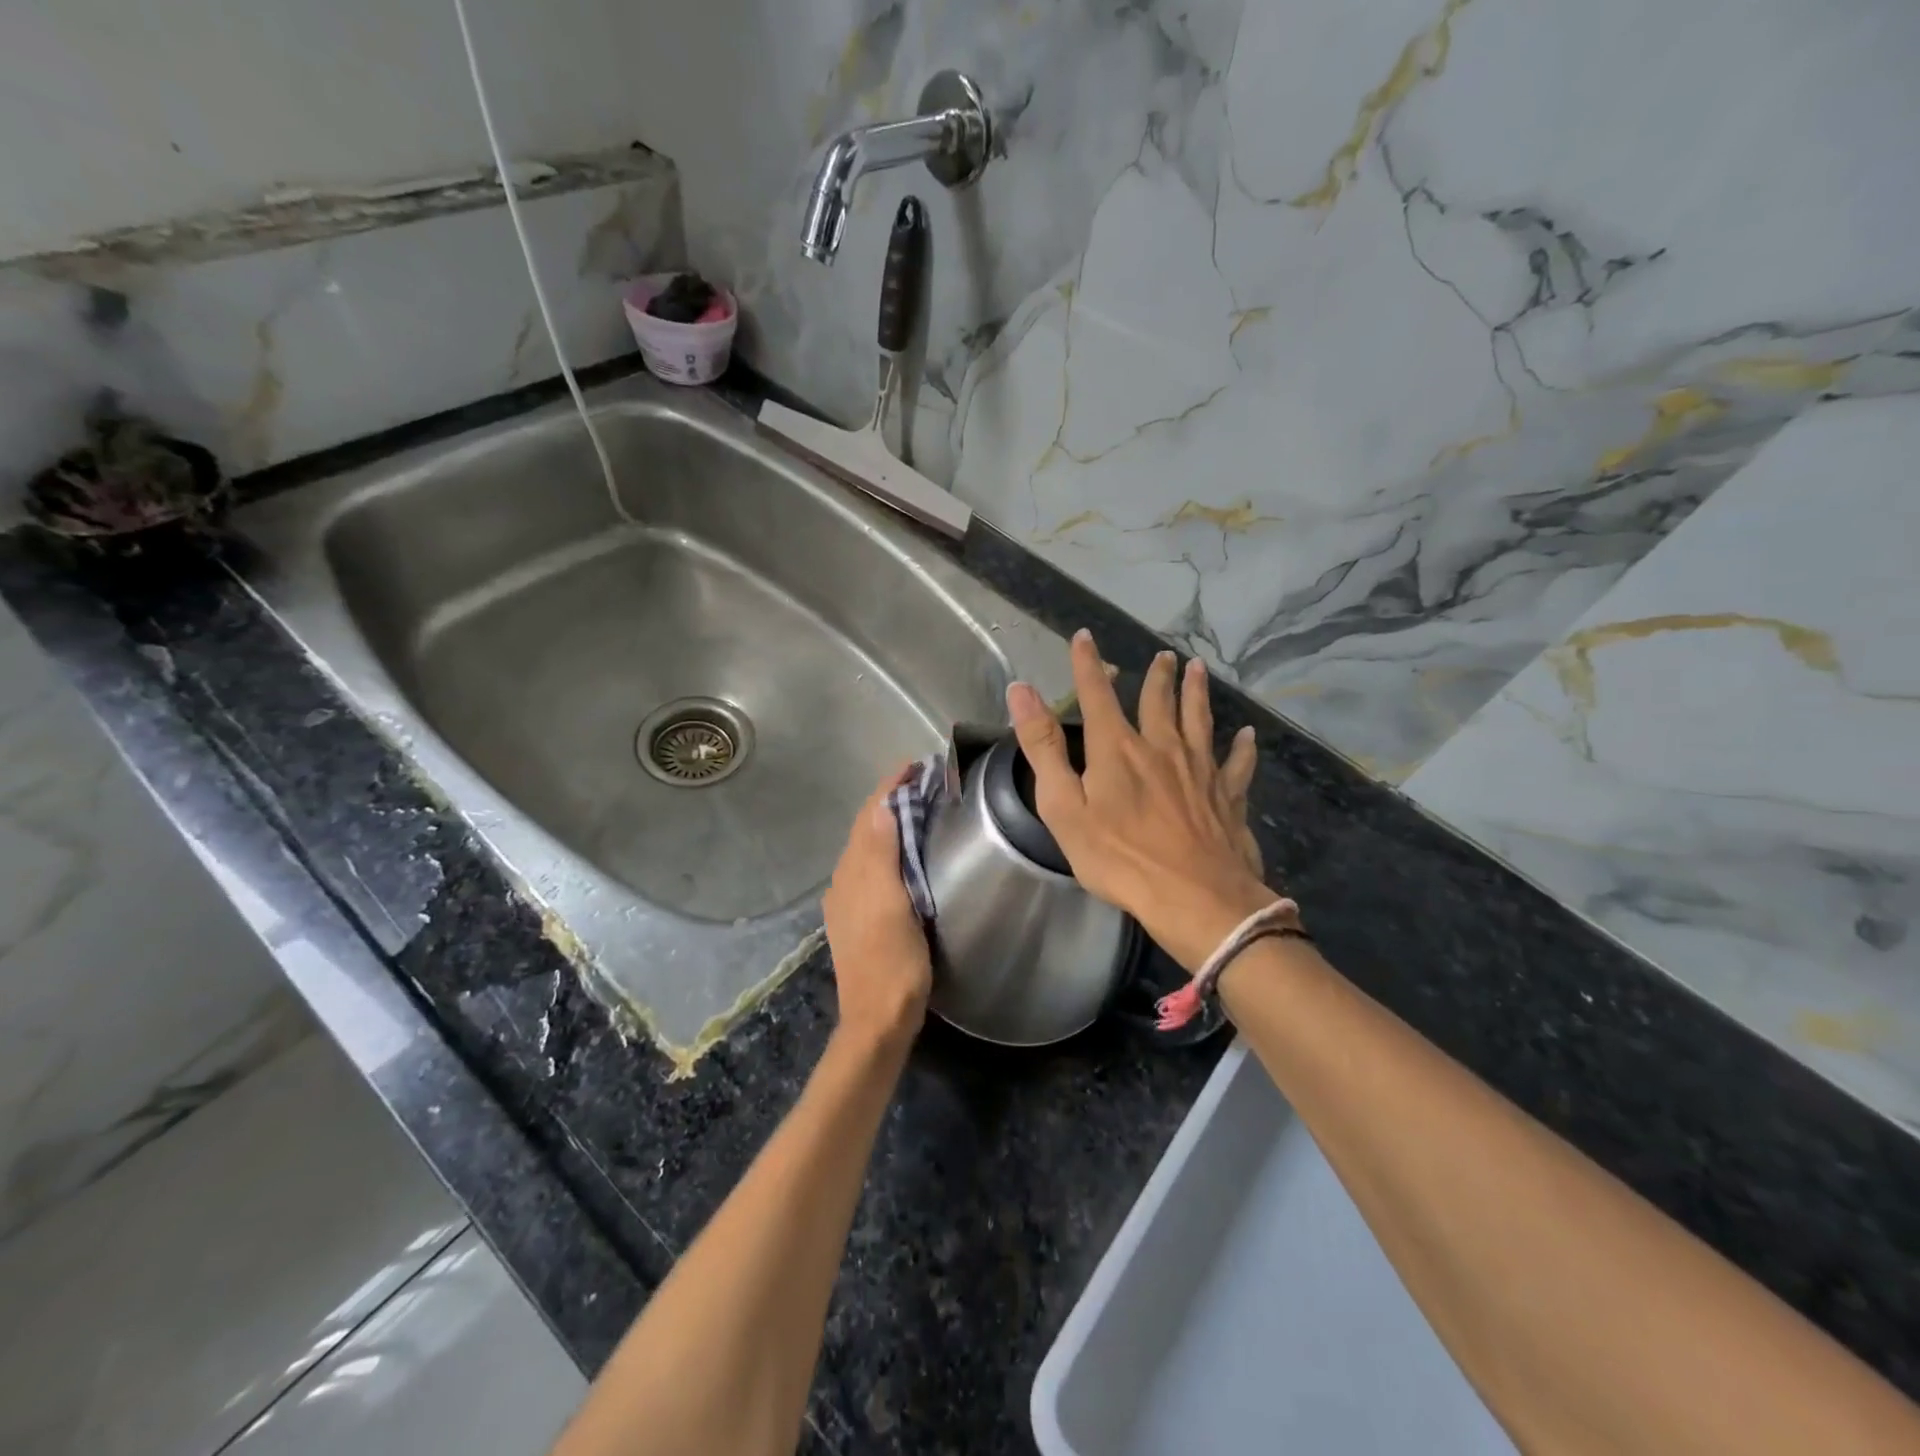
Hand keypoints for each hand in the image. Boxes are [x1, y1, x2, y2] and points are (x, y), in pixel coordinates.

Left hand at [822, 766, 933, 1051]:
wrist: (878, 1019)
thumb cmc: (892, 961)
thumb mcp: (891, 904)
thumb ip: (882, 855)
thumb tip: (881, 808)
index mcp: (853, 873)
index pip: (869, 816)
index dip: (889, 788)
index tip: (914, 765)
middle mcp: (844, 881)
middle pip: (865, 828)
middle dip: (889, 800)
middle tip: (922, 781)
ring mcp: (849, 901)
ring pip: (867, 847)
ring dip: (887, 823)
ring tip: (917, 808)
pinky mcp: (858, 918)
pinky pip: (870, 867)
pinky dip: (886, 847)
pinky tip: (903, 854)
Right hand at [1007, 631, 1279, 972]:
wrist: (1194, 898)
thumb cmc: (1119, 858)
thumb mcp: (1064, 806)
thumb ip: (1043, 747)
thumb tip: (1021, 690)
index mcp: (1117, 749)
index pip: (1097, 695)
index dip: (1087, 664)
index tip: (1083, 636)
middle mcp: (1161, 748)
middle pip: (1158, 701)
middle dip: (1157, 676)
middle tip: (1163, 655)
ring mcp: (1200, 770)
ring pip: (1199, 720)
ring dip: (1197, 692)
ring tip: (1198, 669)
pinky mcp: (1228, 796)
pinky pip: (1237, 764)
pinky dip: (1242, 748)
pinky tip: (1247, 736)